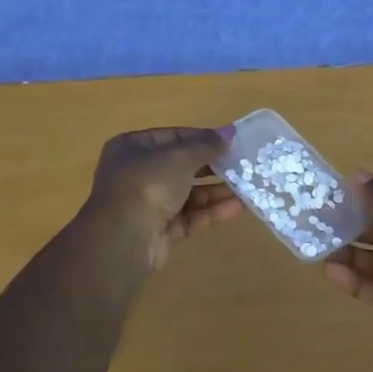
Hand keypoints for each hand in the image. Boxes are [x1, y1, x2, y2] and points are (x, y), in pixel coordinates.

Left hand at [77, 127, 241, 271]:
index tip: (229, 140)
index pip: (172, 137)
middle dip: (213, 166)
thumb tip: (230, 133)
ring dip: (217, 190)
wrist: (124, 238)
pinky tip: (240, 207)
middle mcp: (137, 174)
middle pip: (182, 166)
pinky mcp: (160, 231)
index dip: (201, 137)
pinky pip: (191, 217)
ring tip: (249, 186)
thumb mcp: (180, 156)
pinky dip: (213, 211)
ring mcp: (148, 205)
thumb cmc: (148, 182)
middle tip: (243, 164)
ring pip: (189, 193)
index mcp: (132, 148)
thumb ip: (206, 144)